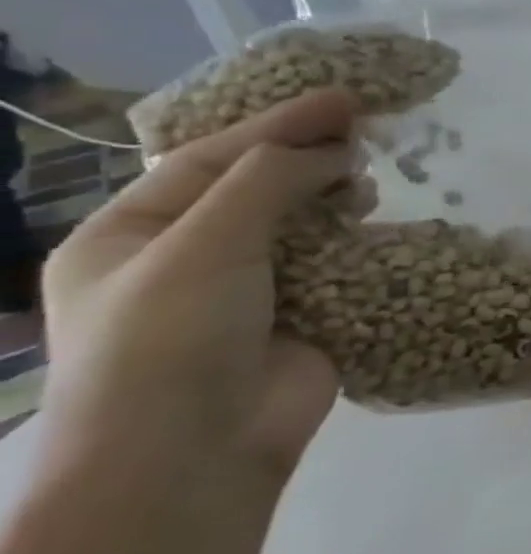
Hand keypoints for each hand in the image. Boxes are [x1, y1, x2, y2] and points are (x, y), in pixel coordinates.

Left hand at [38, 91, 356, 489]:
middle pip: (254, 188)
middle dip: (306, 157)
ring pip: (297, 225)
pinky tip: (379, 223)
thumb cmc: (170, 339)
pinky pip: (332, 266)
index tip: (343, 98)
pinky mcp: (300, 318)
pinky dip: (356, 241)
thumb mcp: (204, 243)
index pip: (208, 159)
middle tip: (366, 130)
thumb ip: (267, 181)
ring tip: (369, 180)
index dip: (276, 124)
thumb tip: (333, 151)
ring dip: (333, 198)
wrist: (193, 455)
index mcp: (128, 237)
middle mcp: (183, 259)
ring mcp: (244, 292)